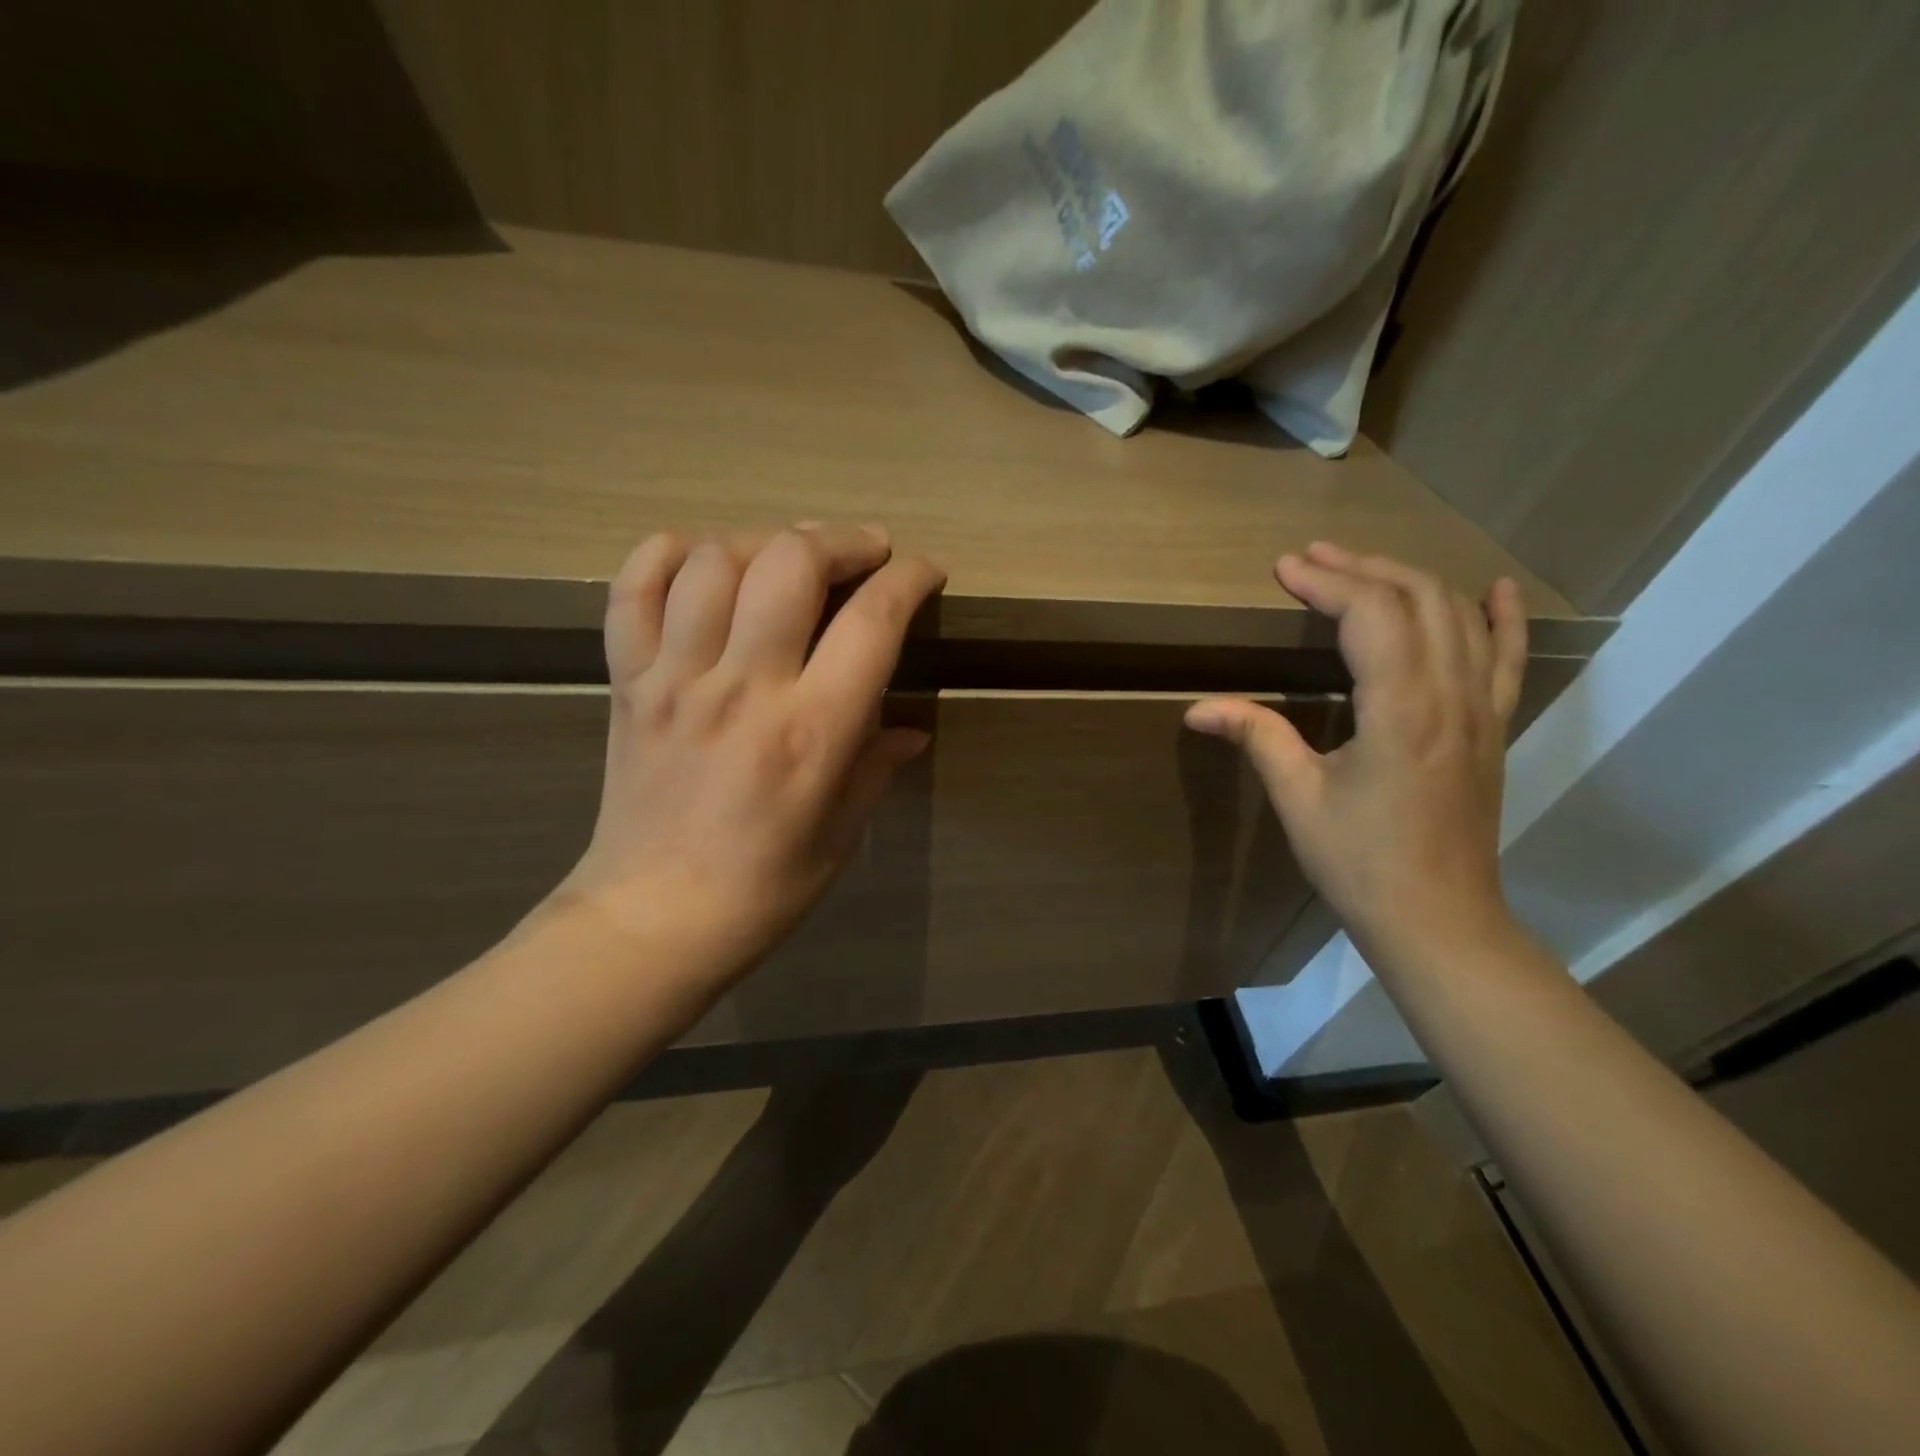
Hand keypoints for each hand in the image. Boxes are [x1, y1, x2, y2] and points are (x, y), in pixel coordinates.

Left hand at [556, 524, 945, 982]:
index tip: (924, 572)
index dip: (909, 578)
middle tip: (862, 554)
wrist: (652, 920)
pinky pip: (633, 587)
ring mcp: (674, 678)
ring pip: (714, 559)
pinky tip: (702, 563)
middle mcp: (742, 688)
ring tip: (786, 560)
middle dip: (839, 541)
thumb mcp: (842, 834)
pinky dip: (668, 555)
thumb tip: (911, 728)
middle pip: (790, 563)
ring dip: (762, 541)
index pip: (872, 621)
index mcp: (810, 731)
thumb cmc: (763, 889)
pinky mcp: (626, 681)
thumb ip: (876, 766)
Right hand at [1185, 542, 1526, 961]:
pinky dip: (1502, 618)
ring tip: (1363, 566)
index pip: (1370, 614)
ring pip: (1458, 617)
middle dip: (1361, 568)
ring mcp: (1481, 710)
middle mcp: (1450, 695)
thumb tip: (1197, 709)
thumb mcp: (1298, 799)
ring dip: (1409, 581)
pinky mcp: (1494, 729)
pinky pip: (1507, 659)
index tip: (1283, 569)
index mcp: (1399, 709)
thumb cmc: (1360, 863)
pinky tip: (1494, 590)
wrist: (1438, 920)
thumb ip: (1257, 737)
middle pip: (1417, 600)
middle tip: (1311, 559)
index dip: (1326, 582)